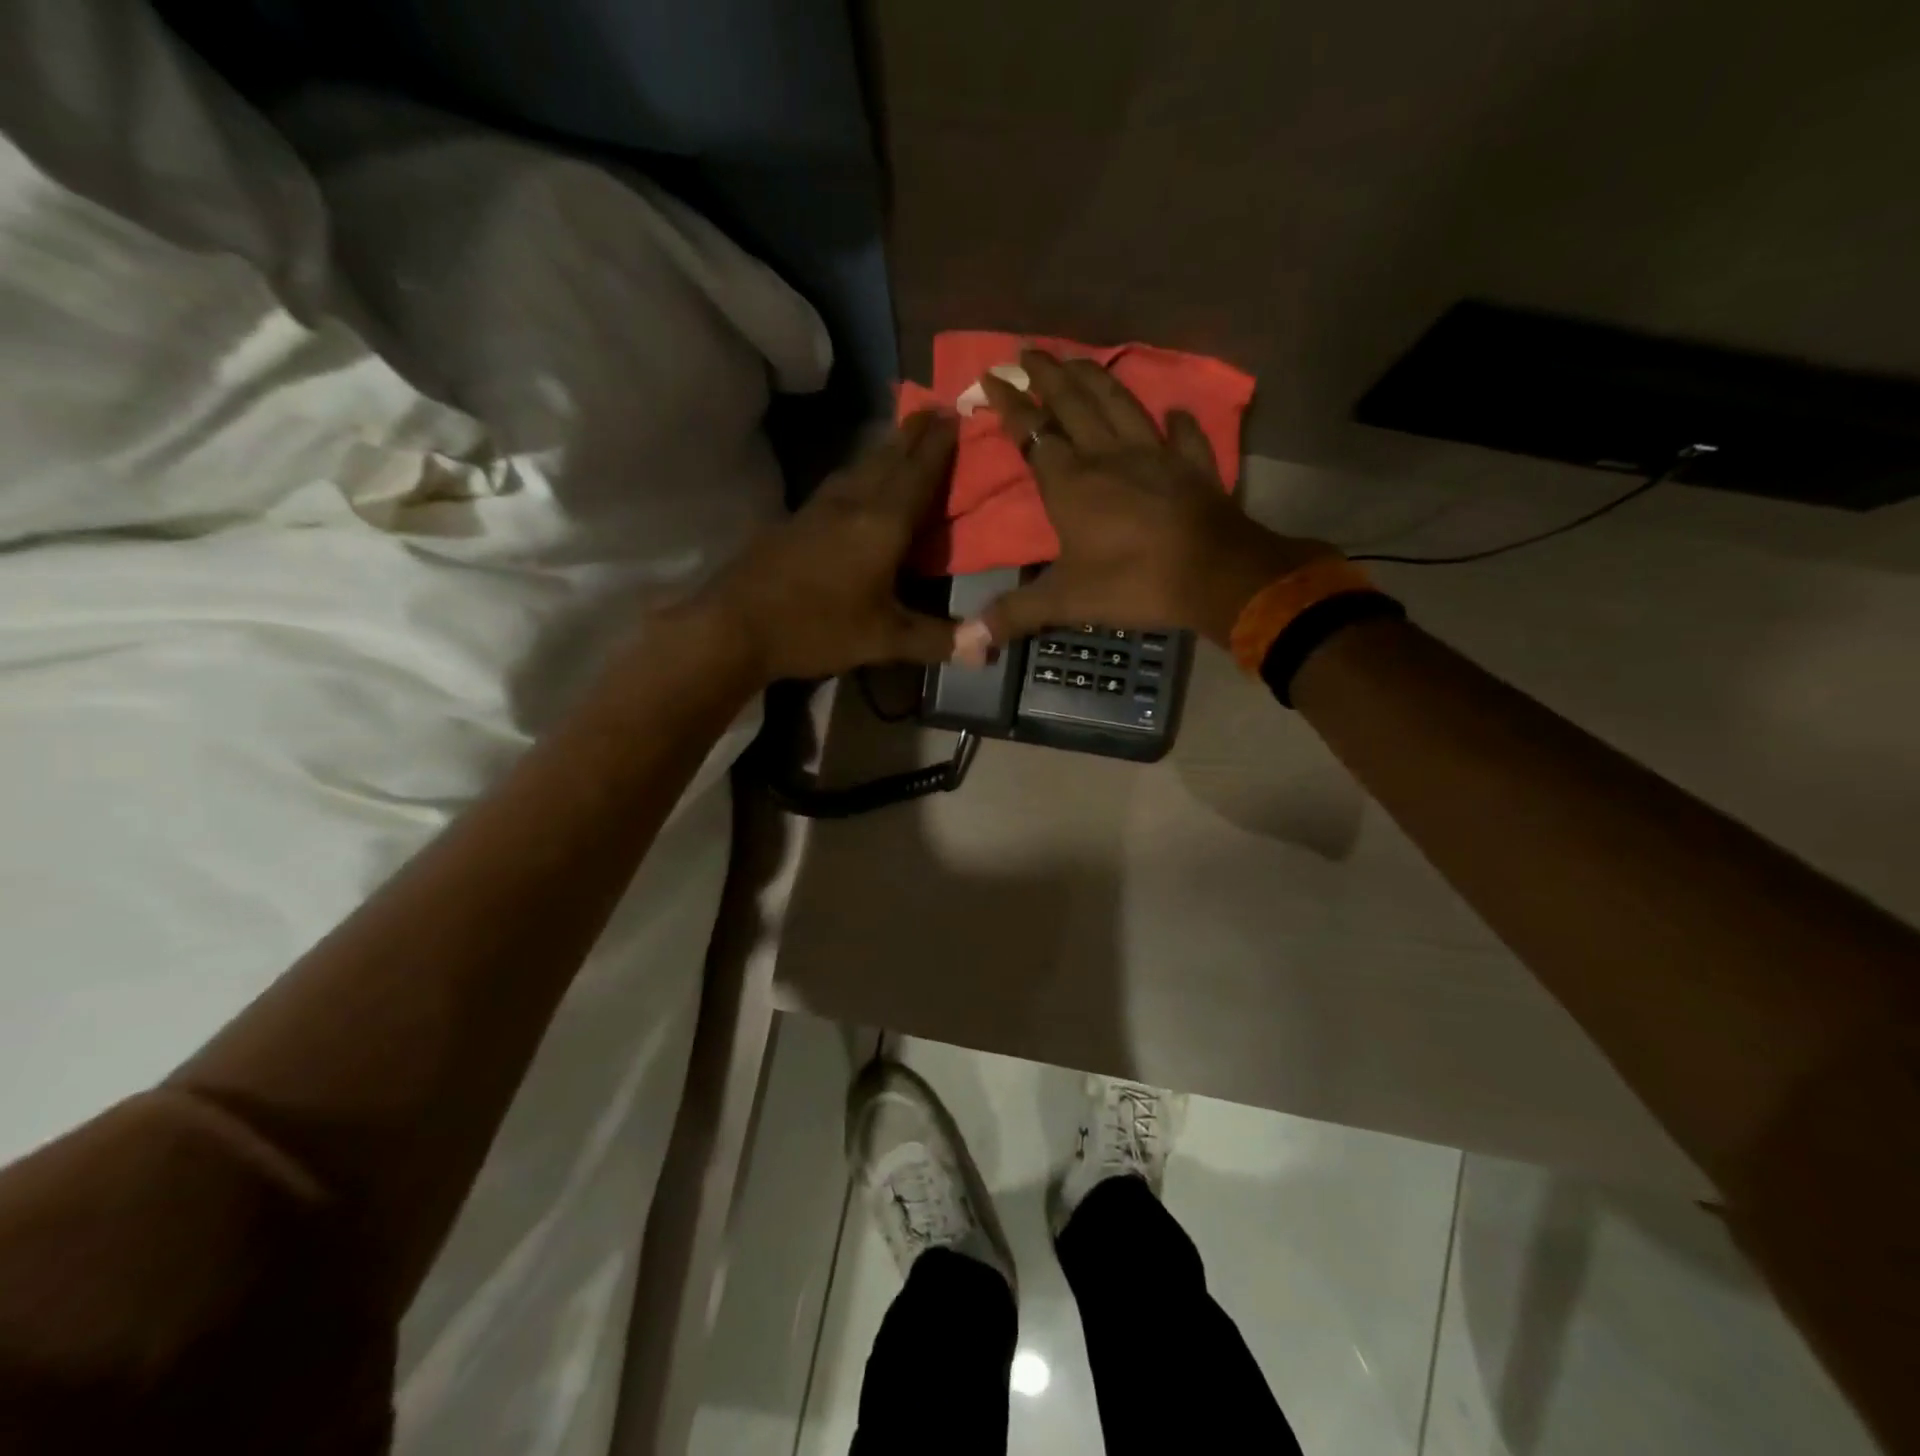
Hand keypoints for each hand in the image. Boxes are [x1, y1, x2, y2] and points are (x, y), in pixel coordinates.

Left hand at [690, 411, 961, 683]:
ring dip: (884, 449)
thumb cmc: (817, 628)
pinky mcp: (795, 521)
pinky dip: (859, 472)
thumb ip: (937, 639)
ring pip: (859, 467)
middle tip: (933, 410)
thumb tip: (988, 649)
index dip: (938, 445)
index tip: (954, 414)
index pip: (918, 474)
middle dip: (913, 434)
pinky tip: (855, 483)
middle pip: (888, 458)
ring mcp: (818, 509)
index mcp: (881, 525)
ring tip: (900, 438)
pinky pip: (838, 484)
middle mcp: (852, 504)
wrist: (734, 626)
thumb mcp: (884, 640)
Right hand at [961, 351, 1330, 658]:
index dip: (1010, 405)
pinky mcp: (1192, 466)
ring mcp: (1155, 455)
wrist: (1214, 575)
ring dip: (1096, 378)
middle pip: (1073, 404)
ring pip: (1119, 404)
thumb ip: (1015, 614)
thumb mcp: (1065, 602)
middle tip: (1028, 349)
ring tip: (1077, 359)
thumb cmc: (1133, 582)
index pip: (1032, 433)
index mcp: (1071, 482)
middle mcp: (1108, 456)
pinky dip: (1177, 421)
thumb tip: (968, 641)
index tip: (991, 376)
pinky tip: (1173, 410)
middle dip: (1047, 375)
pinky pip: (1183, 435)